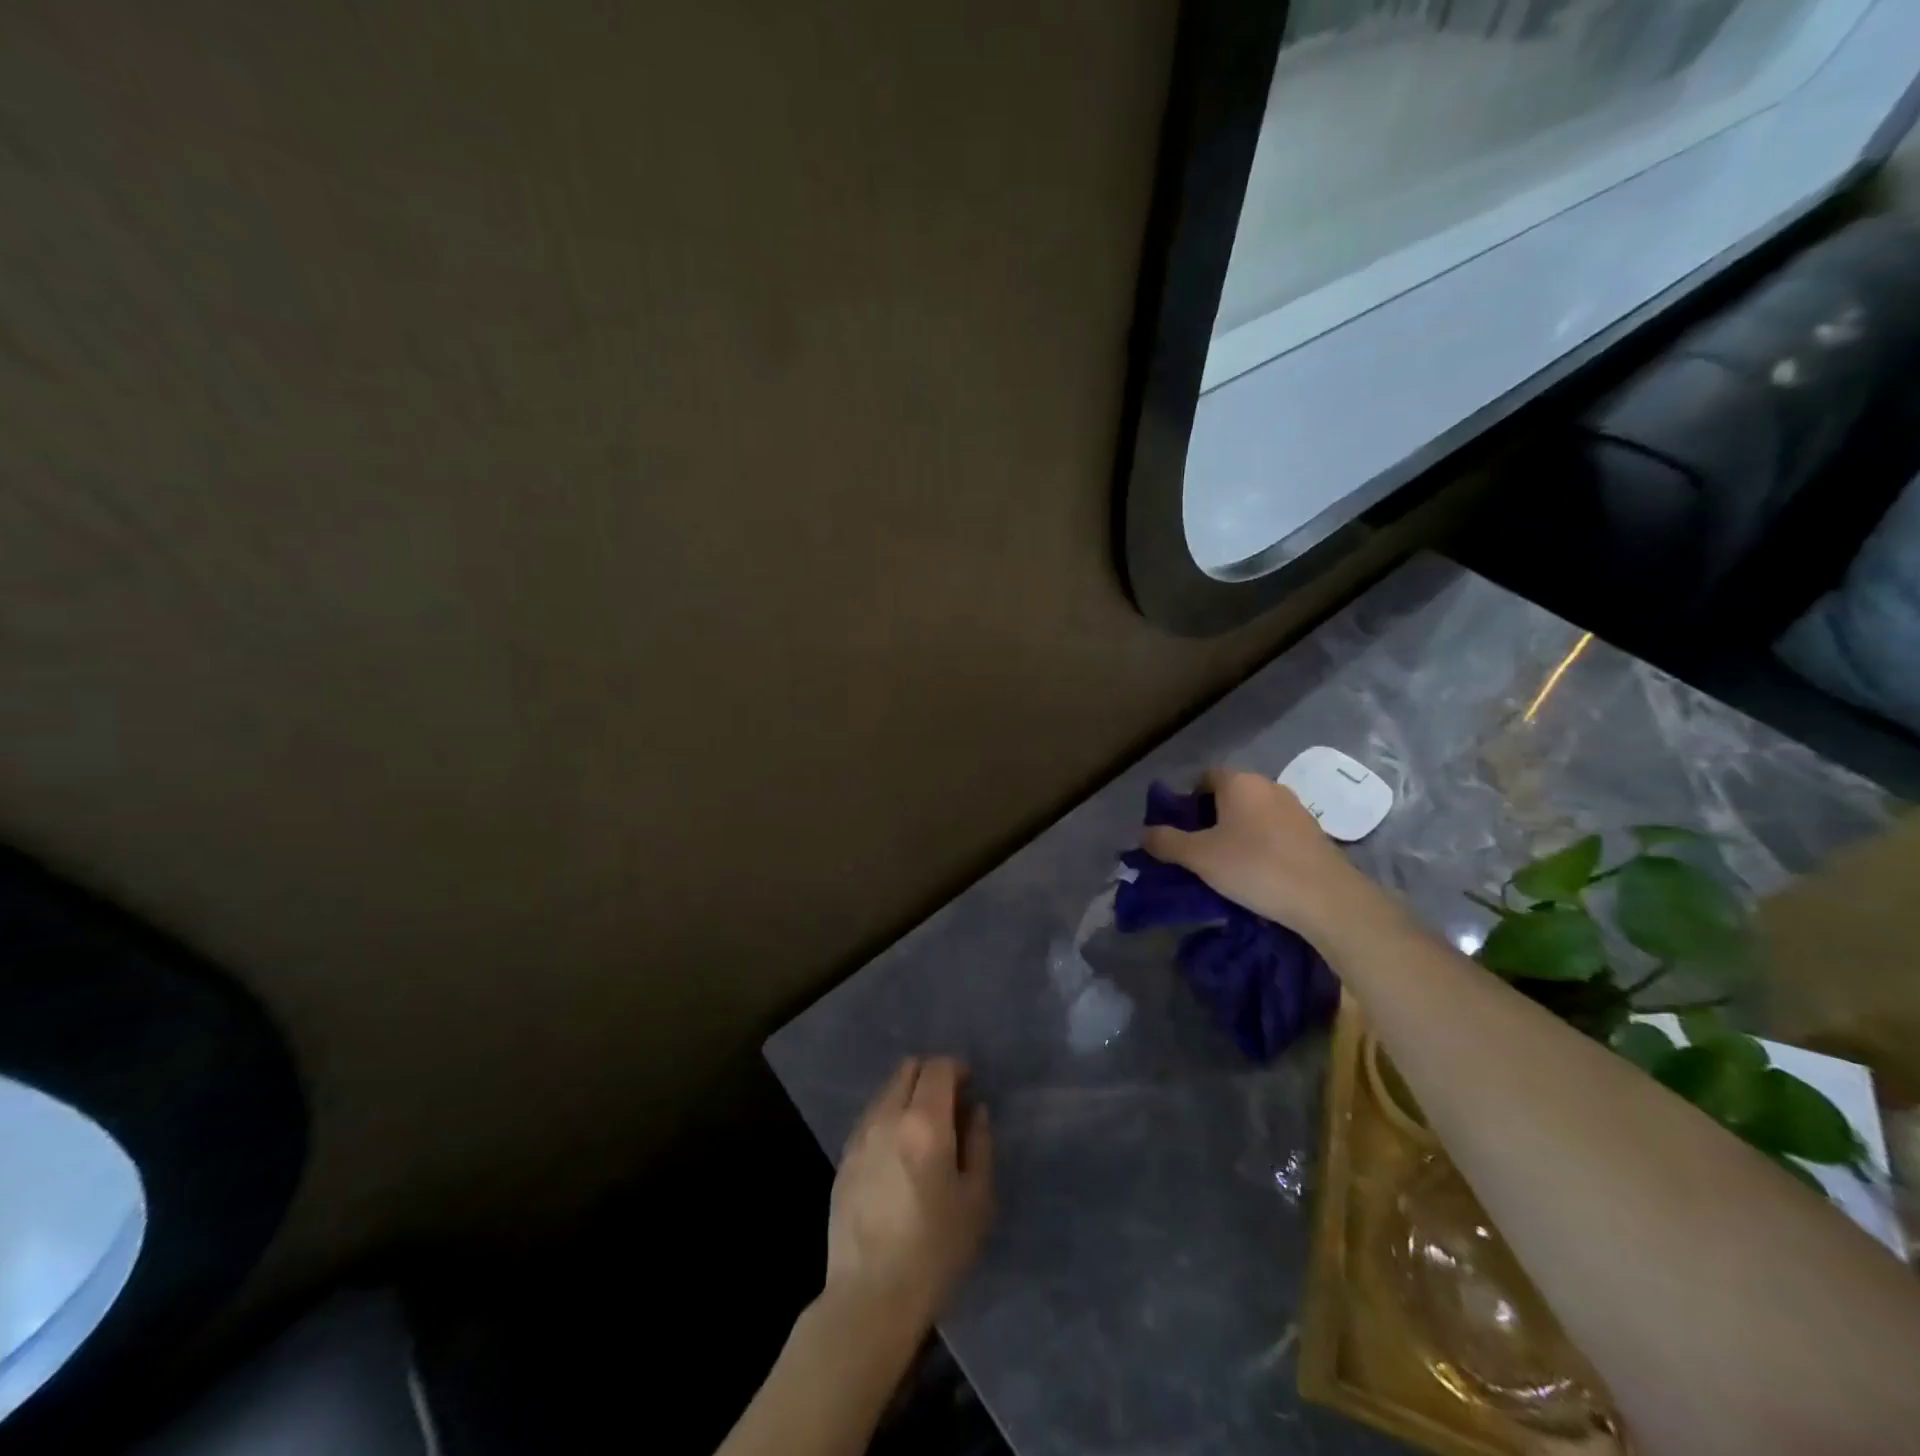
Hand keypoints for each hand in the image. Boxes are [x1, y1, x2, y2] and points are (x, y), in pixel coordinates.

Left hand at [825, 1057, 993, 1343]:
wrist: (870, 1297)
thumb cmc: (935, 1251)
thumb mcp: (977, 1200)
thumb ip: (980, 1145)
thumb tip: (975, 1110)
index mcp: (924, 1122)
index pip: (938, 1067)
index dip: (957, 1069)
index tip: (970, 1087)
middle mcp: (887, 1117)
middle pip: (908, 1069)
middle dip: (932, 1075)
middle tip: (950, 1104)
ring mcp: (860, 1136)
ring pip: (886, 1090)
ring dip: (908, 1094)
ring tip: (924, 1130)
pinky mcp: (843, 1159)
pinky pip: (870, 1118)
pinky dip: (888, 1117)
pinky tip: (898, 1153)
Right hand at [1141, 767, 1379, 940]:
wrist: (1326, 898)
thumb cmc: (1255, 867)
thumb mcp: (1199, 857)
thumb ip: (1166, 842)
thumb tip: (1144, 833)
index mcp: (1239, 782)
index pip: (1205, 777)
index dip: (1187, 799)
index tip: (1179, 828)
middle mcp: (1269, 786)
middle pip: (1230, 795)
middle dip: (1211, 817)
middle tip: (1198, 849)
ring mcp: (1296, 809)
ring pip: (1254, 814)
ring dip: (1238, 832)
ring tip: (1227, 864)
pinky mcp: (1314, 833)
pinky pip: (1276, 831)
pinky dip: (1262, 844)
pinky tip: (1258, 872)